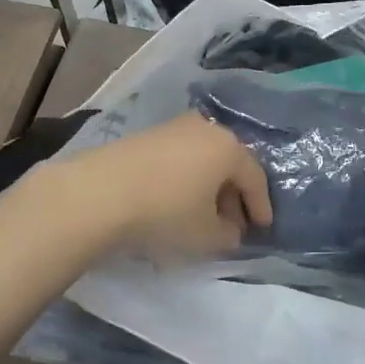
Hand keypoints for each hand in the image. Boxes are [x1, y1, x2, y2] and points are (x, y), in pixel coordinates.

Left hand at [57, 113, 272, 259]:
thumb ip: (228, 234)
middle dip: (234, 195)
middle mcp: (207, 129)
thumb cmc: (166, 211)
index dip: (260, 205)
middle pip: (230, 162)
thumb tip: (231, 229)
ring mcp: (175, 127)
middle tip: (233, 224)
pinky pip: (181, 157)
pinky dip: (186, 177)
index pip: (255, 177)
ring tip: (203, 214)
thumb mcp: (206, 235)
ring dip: (209, 185)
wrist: (102, 191)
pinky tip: (177, 200)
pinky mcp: (149, 135)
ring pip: (204, 158)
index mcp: (229, 148)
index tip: (262, 228)